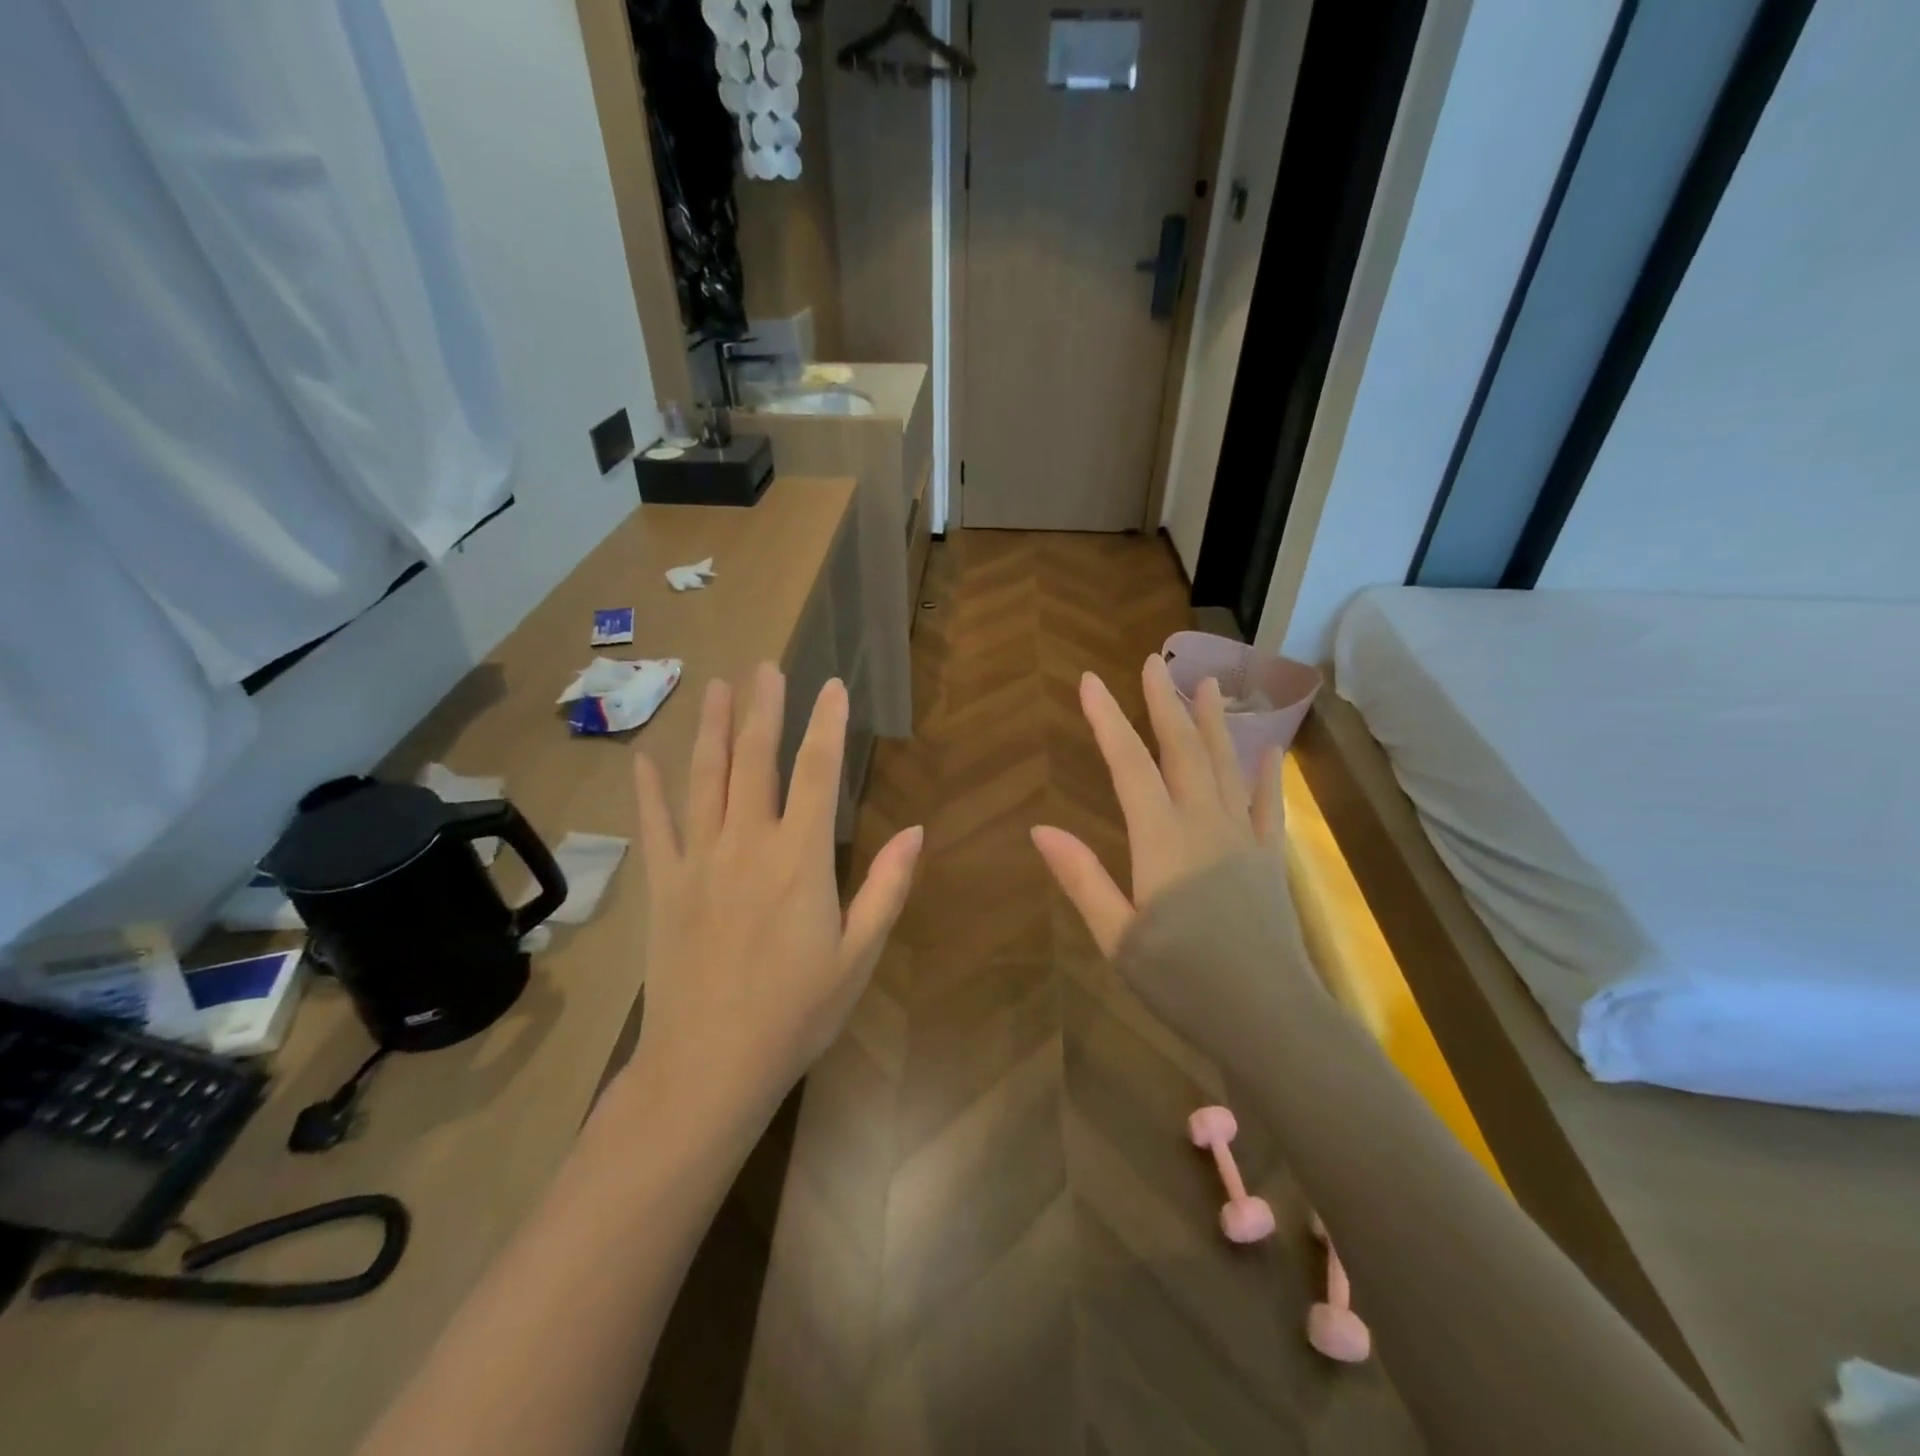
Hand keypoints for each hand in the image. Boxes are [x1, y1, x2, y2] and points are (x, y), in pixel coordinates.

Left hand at [630, 664, 922, 1122]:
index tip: (832, 685)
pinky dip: (649, 790)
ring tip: (716, 687)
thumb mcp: (859, 956)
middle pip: (756, 760)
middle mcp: (747, 845)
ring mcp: (698, 862)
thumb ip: (886, 888)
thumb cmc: (797, 1014)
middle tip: (765, 666)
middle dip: (764, 709)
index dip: (827, 724)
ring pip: (704, 779)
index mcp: (800, 860)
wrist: (709, 1067)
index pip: (817, 773)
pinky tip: (645, 758)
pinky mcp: (664, 886)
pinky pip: (655, 827)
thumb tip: (916, 831)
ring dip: (712, 729)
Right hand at [1032, 654, 1285, 955]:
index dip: (1107, 720)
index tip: (1089, 681)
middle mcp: (1203, 824)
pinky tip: (1269, 748)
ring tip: (1204, 682)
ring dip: (1212, 721)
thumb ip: (1082, 878)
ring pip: (1225, 765)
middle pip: (1181, 750)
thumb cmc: (1183, 982)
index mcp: (1161, 840)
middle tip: (1152, 661)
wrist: (1270, 1018)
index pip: (1129, 765)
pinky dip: (1266, 773)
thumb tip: (1039, 829)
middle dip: (1162, 703)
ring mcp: (1241, 838)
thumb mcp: (1118, 937)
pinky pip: (1266, 804)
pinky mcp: (1269, 859)